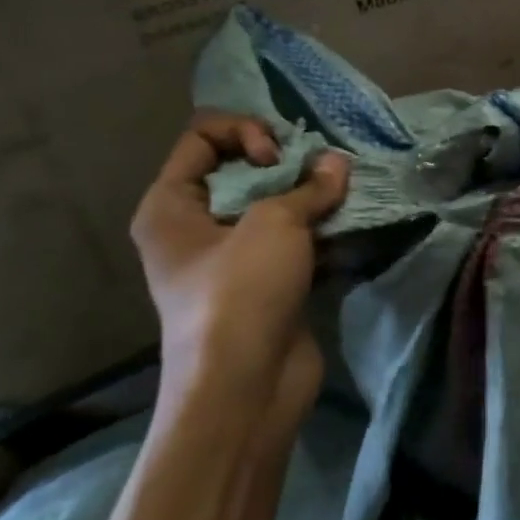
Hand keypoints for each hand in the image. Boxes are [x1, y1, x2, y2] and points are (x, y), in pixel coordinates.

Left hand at [129, 112, 349, 434]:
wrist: (247, 388)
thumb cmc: (241, 292)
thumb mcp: (274, 224)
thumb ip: (310, 186)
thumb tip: (338, 164)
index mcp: (170, 204)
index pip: (203, 137)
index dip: (244, 132)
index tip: (278, 157)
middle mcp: (195, 226)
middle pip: (241, 168)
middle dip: (287, 161)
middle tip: (321, 170)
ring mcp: (232, 257)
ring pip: (273, 205)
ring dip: (309, 195)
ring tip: (342, 192)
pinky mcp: (267, 282)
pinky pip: (293, 239)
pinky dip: (320, 227)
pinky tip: (348, 223)